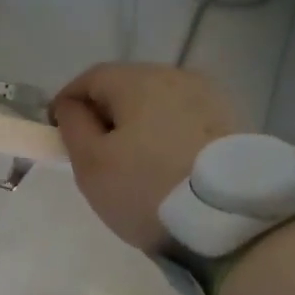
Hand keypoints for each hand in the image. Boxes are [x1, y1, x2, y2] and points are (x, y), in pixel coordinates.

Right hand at [51, 63, 242, 250]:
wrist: (232, 218)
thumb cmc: (148, 189)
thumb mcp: (91, 164)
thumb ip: (73, 126)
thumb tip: (71, 105)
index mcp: (138, 80)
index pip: (90, 78)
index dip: (68, 103)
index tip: (59, 135)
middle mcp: (177, 75)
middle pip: (128, 87)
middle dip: (107, 114)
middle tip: (96, 154)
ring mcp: (211, 97)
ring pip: (159, 104)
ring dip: (140, 126)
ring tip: (136, 165)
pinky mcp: (235, 122)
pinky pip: (187, 121)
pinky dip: (170, 136)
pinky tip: (170, 168)